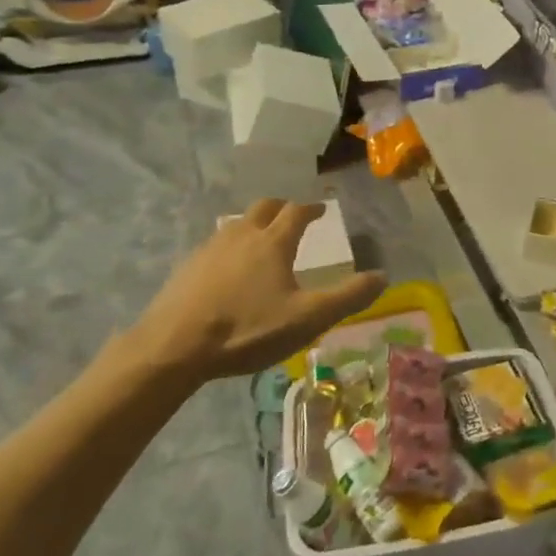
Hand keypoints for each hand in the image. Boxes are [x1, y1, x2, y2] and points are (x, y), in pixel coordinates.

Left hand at [107, 199, 386, 387]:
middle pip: (264, 207)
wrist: (172, 347)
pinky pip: (215, 246)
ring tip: (262, 243)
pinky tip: (229, 272)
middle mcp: (241, 234)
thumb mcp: (308, 319)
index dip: (311, 208)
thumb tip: (383, 276)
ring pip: (236, 224)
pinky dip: (230, 248)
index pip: (296, 211)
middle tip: (292, 218)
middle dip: (281, 208)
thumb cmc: (247, 330)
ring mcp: (210, 248)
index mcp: (273, 242)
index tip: (321, 209)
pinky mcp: (187, 268)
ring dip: (254, 226)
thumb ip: (348, 297)